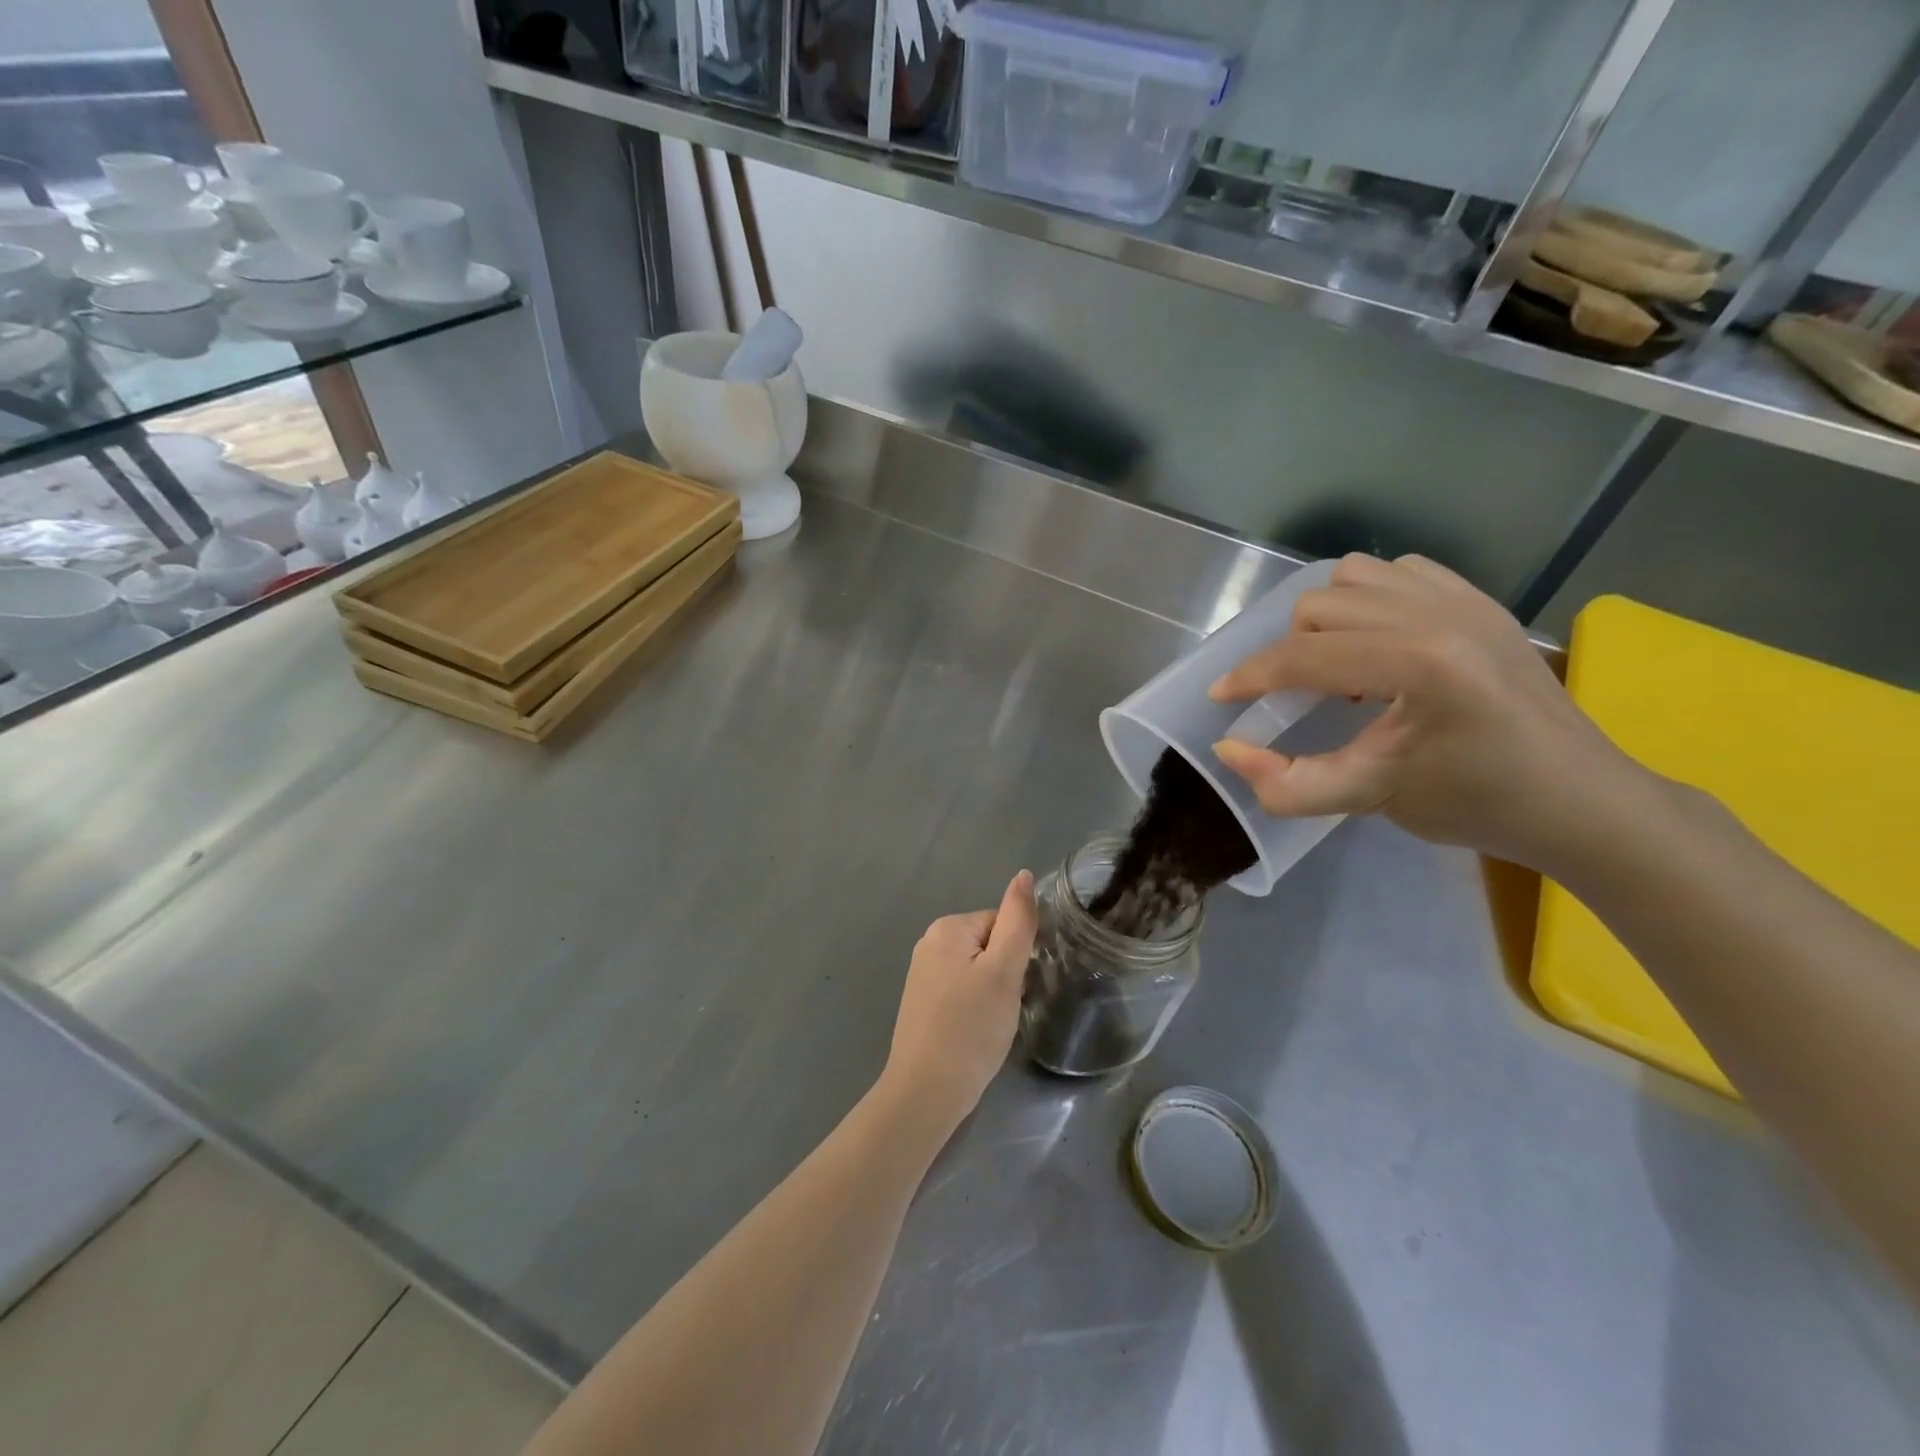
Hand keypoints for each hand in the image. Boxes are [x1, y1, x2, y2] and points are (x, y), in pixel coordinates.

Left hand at [881, 871, 1038, 1139]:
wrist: (926, 1090)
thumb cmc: (971, 1028)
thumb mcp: (1004, 971)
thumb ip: (1018, 920)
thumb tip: (1023, 875)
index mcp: (948, 927)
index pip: (1003, 924)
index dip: (1017, 956)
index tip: (1016, 987)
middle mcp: (930, 942)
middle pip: (989, 945)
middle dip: (1005, 975)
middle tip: (1004, 1009)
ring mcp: (922, 973)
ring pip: (978, 971)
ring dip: (992, 993)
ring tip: (991, 1024)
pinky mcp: (922, 1001)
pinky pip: (962, 990)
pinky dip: (975, 1008)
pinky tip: (974, 1032)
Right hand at [1208, 553, 1642, 871]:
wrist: (1578, 799)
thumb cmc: (1475, 804)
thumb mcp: (1370, 799)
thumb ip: (1288, 782)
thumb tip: (1228, 750)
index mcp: (1416, 663)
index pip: (1303, 656)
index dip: (1250, 677)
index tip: (1222, 698)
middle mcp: (1437, 614)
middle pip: (1318, 607)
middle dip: (1289, 652)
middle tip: (1296, 698)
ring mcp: (1464, 599)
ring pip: (1353, 577)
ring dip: (1326, 618)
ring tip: (1339, 665)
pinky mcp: (1481, 600)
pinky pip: (1400, 571)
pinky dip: (1370, 599)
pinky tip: (1380, 643)